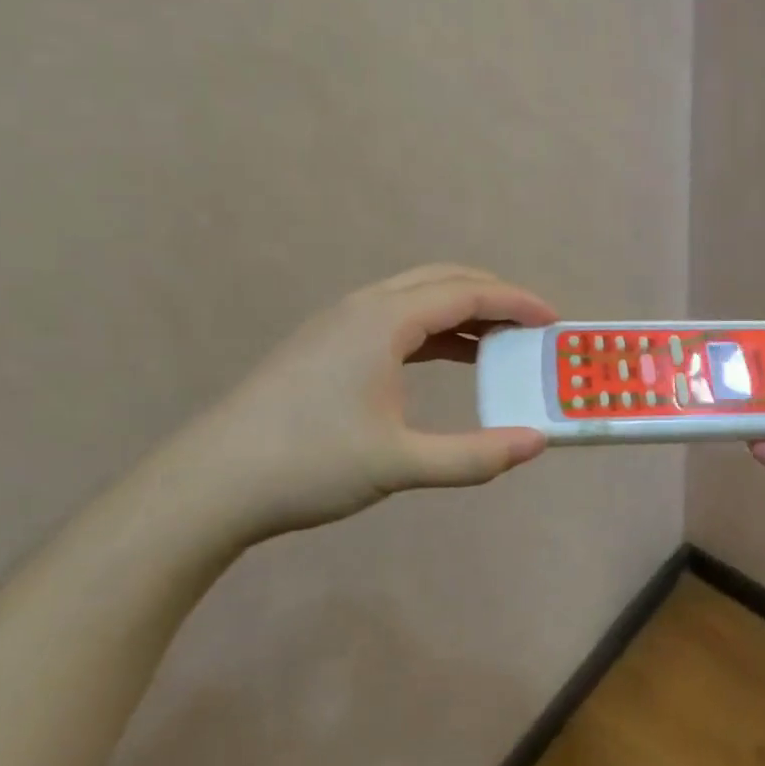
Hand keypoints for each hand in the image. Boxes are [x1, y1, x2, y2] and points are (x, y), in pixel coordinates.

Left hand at [169, 265, 556, 544]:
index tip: (554, 320)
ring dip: (462, 311)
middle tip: (531, 325)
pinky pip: (394, 319)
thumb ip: (475, 456)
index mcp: (383, 321)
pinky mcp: (324, 345)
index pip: (466, 292)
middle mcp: (362, 308)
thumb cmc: (309, 465)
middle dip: (493, 296)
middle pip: (442, 280)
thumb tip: (536, 443)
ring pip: (415, 298)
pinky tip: (448, 357)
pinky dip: (433, 330)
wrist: (210, 485)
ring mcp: (338, 324)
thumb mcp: (401, 464)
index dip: (516, 302)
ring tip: (499, 342)